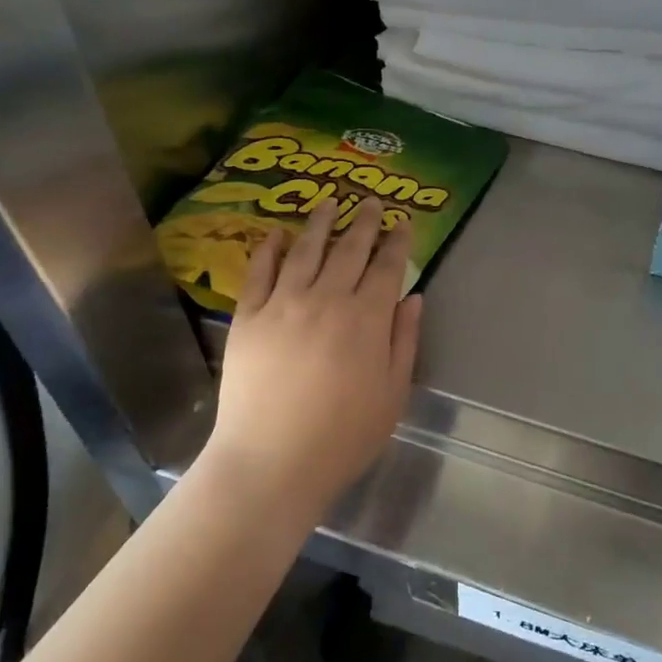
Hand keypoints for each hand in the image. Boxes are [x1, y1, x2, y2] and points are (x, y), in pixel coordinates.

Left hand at [205, 197, 422, 517]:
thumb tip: (413, 297)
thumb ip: (404, 341)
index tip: (403, 221)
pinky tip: (275, 233)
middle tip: (370, 200)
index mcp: (366, 319)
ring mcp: (283, 305)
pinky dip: (268, 249)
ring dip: (320, 224)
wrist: (272, 461)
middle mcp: (326, 299)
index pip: (386, 267)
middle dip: (364, 222)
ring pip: (305, 251)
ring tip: (330, 202)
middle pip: (349, 250)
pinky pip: (259, 273)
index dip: (397, 241)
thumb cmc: (344, 435)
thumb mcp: (393, 393)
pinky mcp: (248, 318)